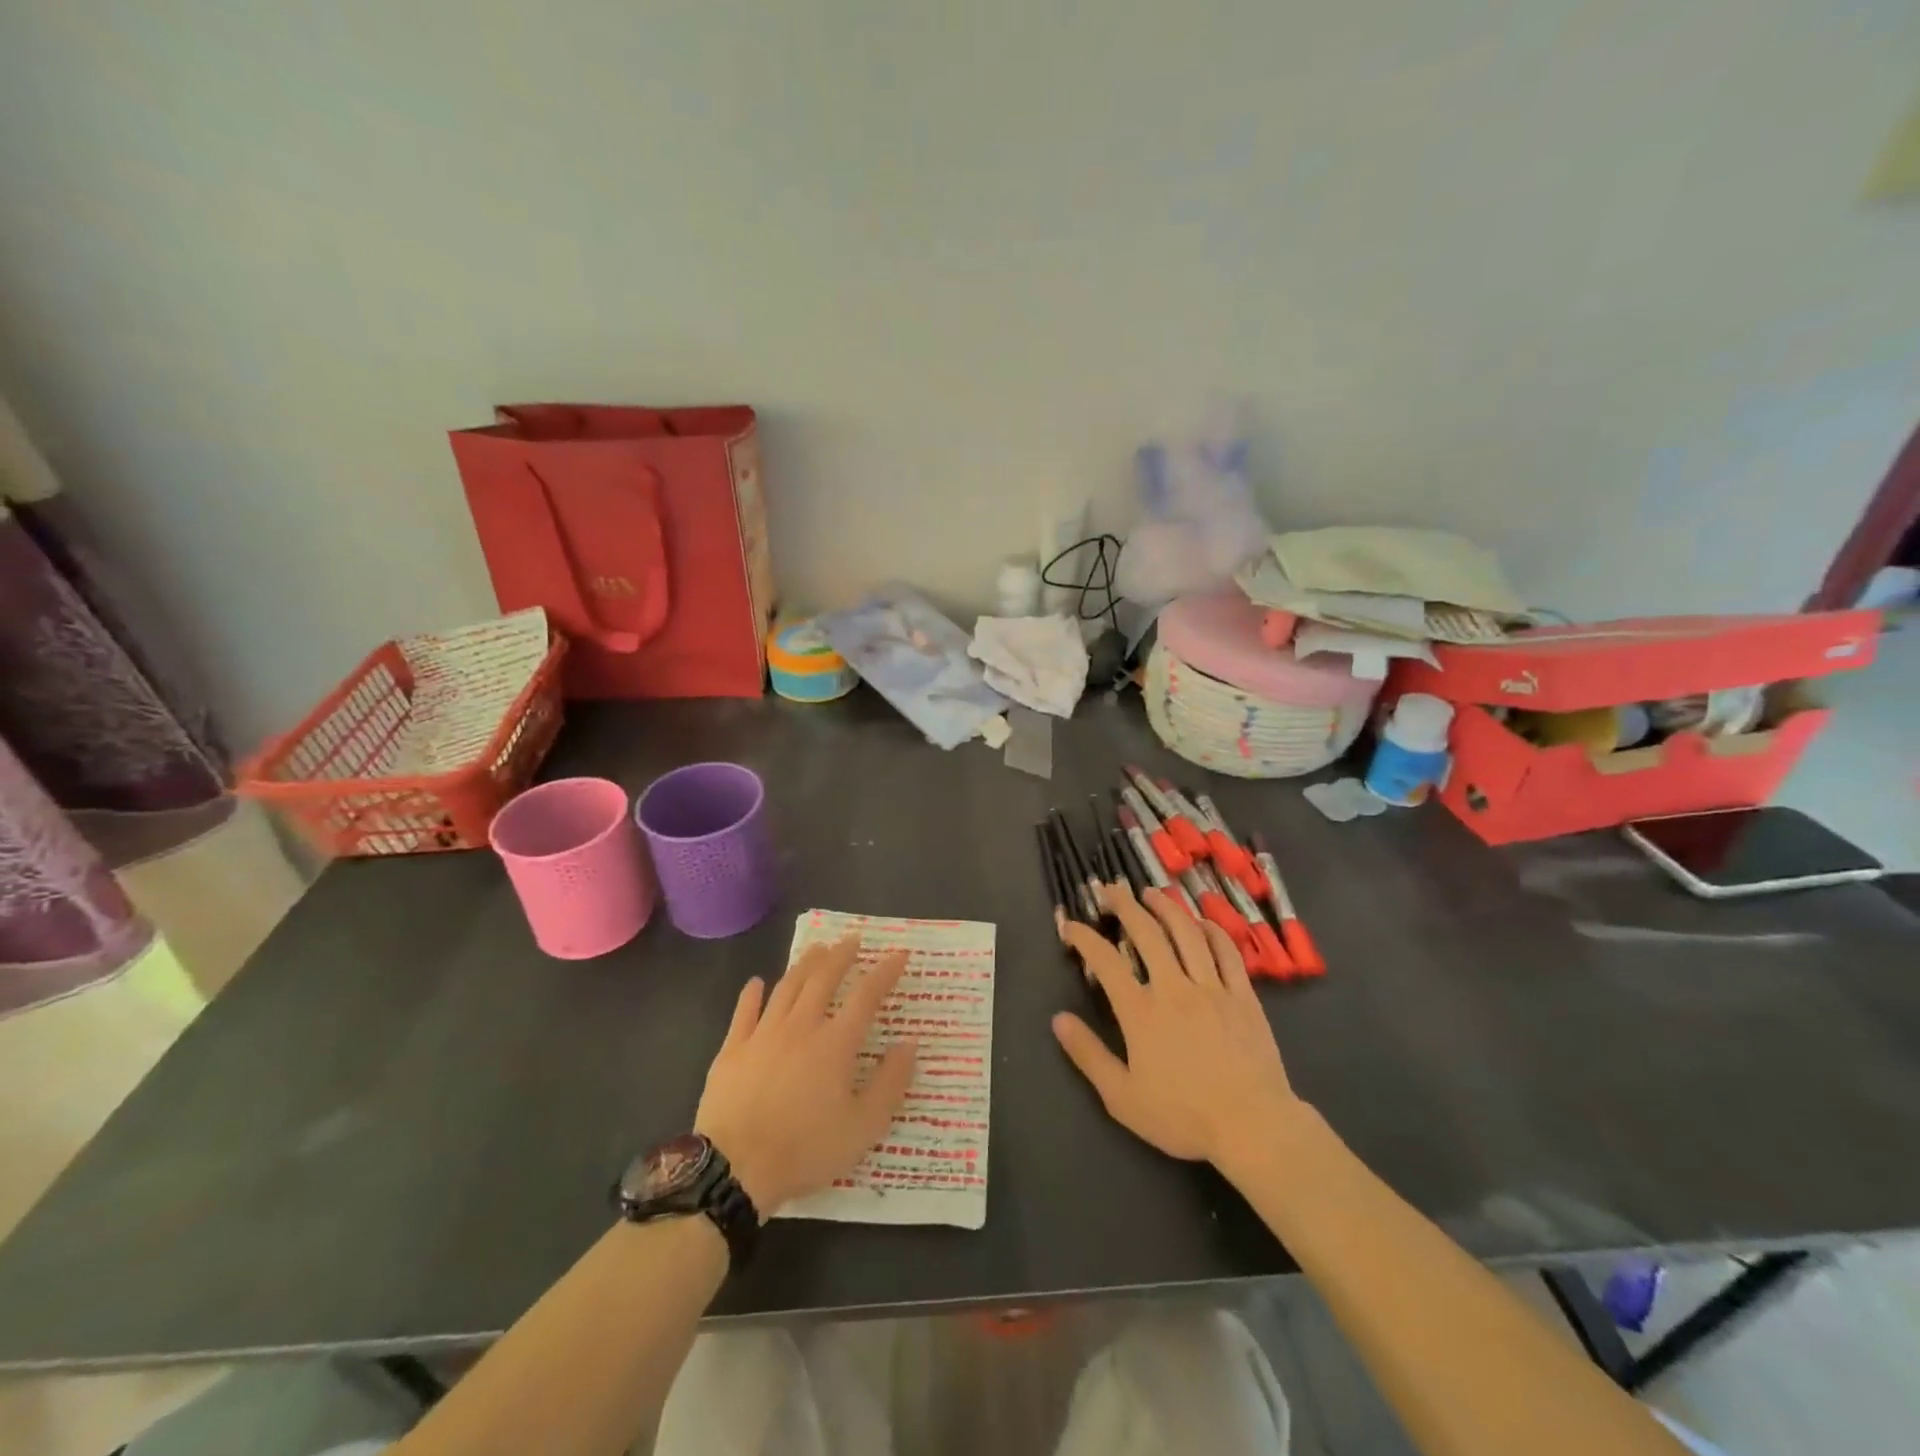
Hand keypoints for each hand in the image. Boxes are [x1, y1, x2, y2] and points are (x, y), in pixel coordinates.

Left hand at [695, 937, 917, 1215]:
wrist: (736, 1168)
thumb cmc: (806, 1149)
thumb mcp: (863, 1127)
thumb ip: (890, 1083)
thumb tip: (909, 1044)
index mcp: (835, 1043)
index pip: (866, 996)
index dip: (885, 972)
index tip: (899, 954)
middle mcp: (801, 1026)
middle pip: (823, 979)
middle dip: (841, 956)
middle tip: (852, 939)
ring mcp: (763, 1034)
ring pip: (787, 987)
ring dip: (804, 964)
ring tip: (817, 949)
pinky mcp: (732, 1049)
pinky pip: (744, 1011)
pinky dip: (752, 993)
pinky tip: (757, 983)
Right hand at [1052, 881, 1301, 1170]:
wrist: (1253, 1126)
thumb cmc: (1183, 1116)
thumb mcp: (1122, 1097)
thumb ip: (1089, 1055)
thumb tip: (1058, 1020)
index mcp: (1141, 1011)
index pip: (1105, 960)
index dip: (1084, 937)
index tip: (1070, 925)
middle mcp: (1174, 988)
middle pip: (1146, 932)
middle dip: (1124, 905)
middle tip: (1111, 889)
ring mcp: (1212, 988)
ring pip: (1186, 933)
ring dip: (1166, 907)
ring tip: (1152, 893)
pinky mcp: (1243, 996)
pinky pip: (1226, 952)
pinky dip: (1211, 931)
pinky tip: (1201, 922)